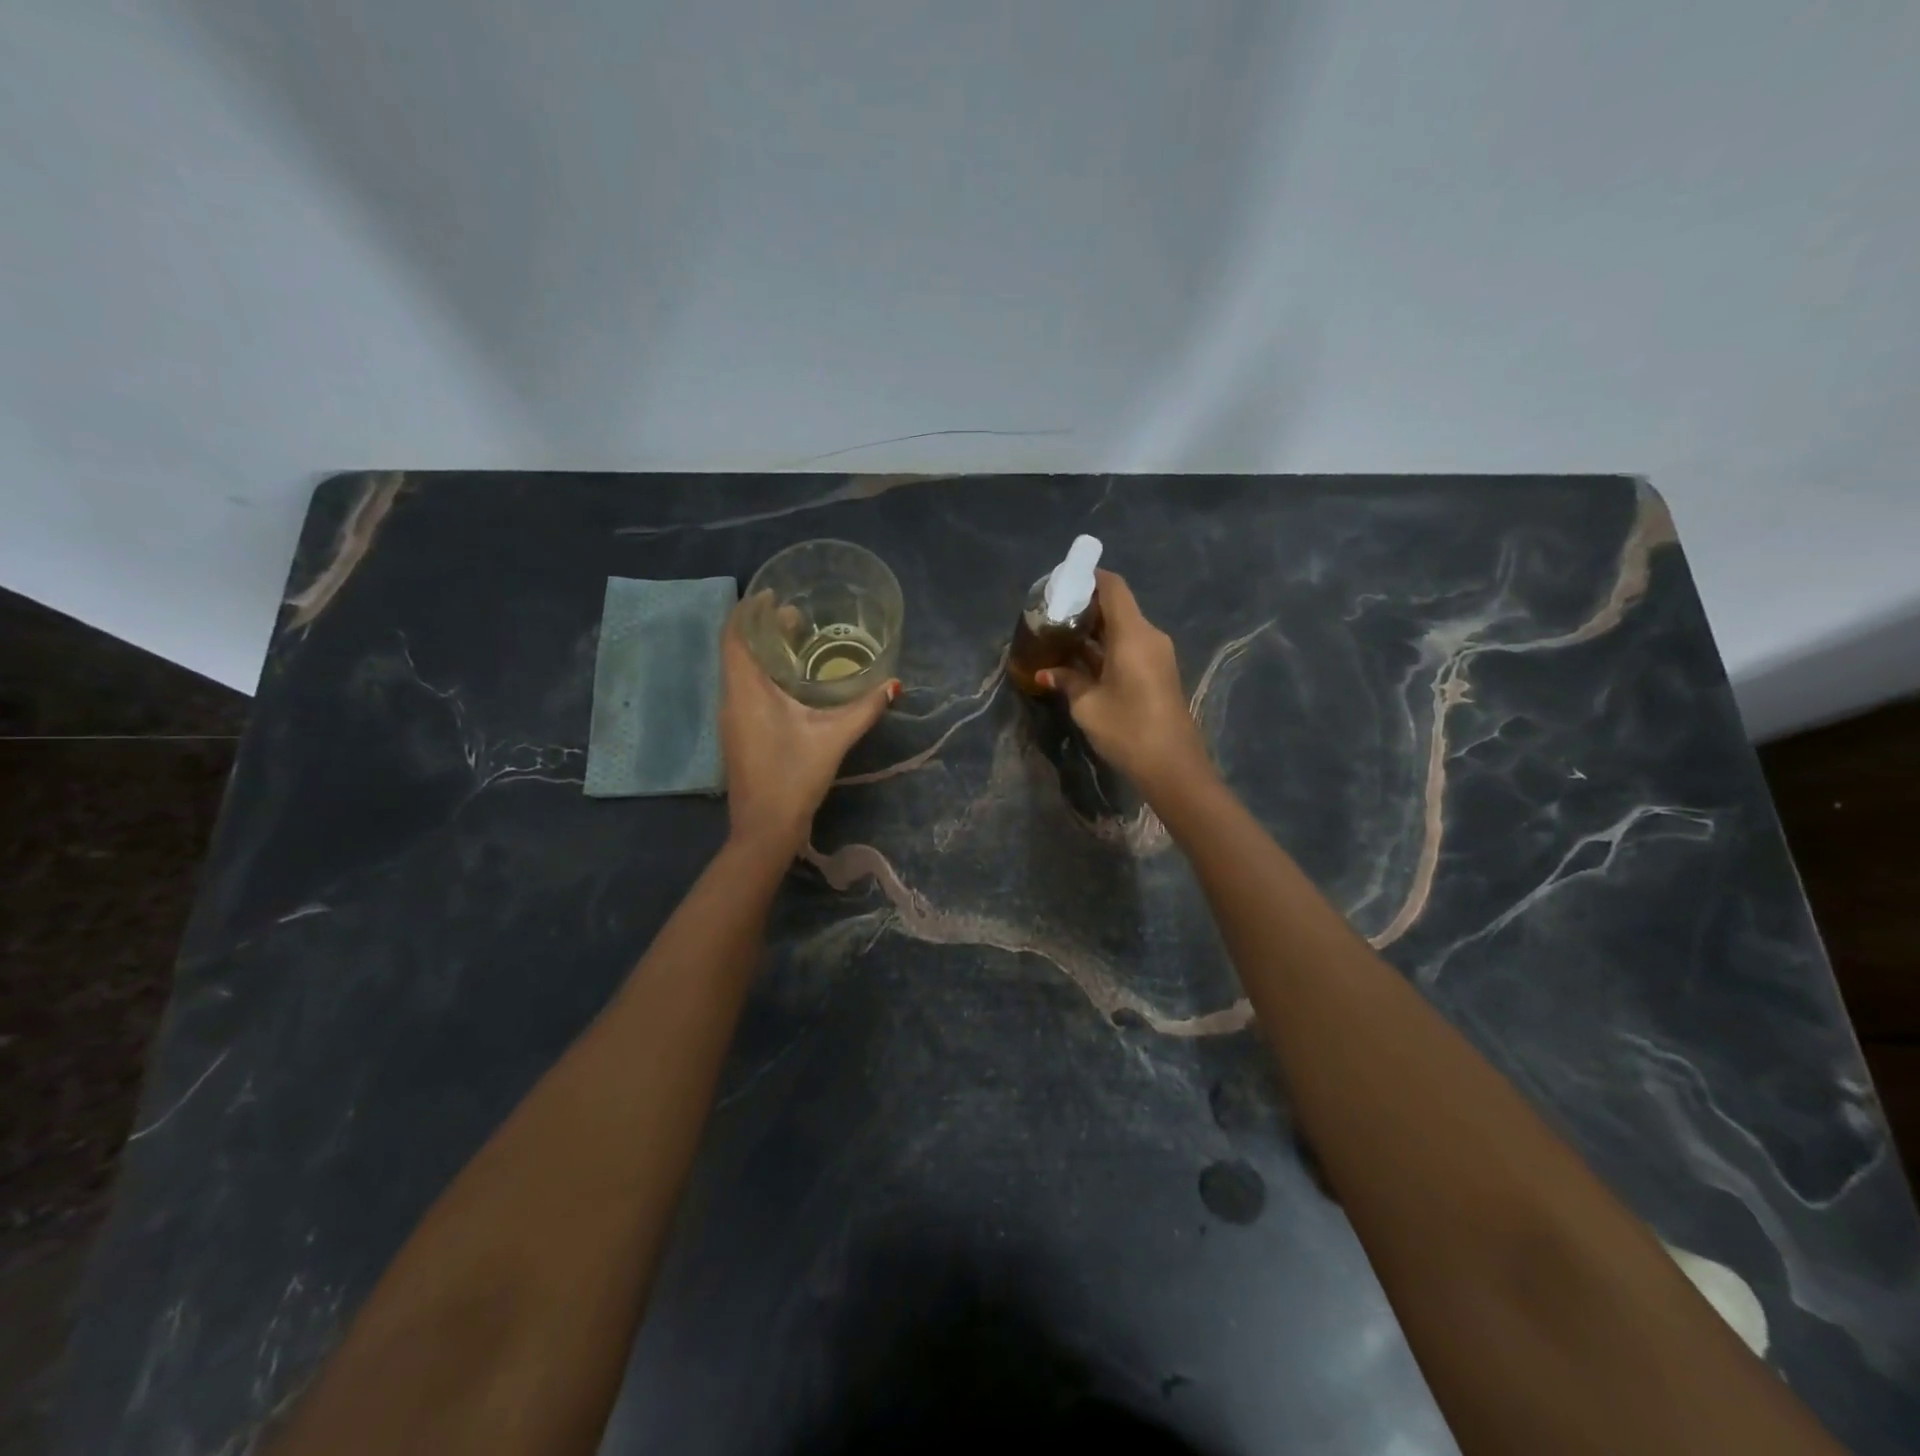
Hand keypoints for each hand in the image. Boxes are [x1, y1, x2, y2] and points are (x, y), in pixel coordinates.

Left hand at [720, 596, 896, 854]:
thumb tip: (894, 684)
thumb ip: (864, 708)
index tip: (773, 594)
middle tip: (797, 617)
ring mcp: (731, 718)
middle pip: (738, 650)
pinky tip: (791, 682)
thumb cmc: (794, 776)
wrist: (764, 828)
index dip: (749, 610)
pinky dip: (763, 674)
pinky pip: (744, 689)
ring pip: (740, 671)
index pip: (735, 636)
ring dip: (763, 652)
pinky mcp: (738, 734)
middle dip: (762, 628)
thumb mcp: (834, 738)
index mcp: (746, 691)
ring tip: (797, 642)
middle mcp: (731, 699)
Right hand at [1038, 570, 1210, 798]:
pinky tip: (1080, 659)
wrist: (1172, 765)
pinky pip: (1129, 646)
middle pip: (1116, 606)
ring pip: (1122, 628)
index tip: (1061, 582)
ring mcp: (1156, 654)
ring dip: (1094, 630)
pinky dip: (1105, 647)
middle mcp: (1148, 636)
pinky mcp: (1157, 672)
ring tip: (1060, 636)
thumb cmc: (1128, 729)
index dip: (1088, 577)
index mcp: (1133, 634)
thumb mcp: (1088, 705)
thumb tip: (1045, 673)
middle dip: (1084, 606)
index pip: (1112, 586)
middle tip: (1051, 614)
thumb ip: (1066, 681)